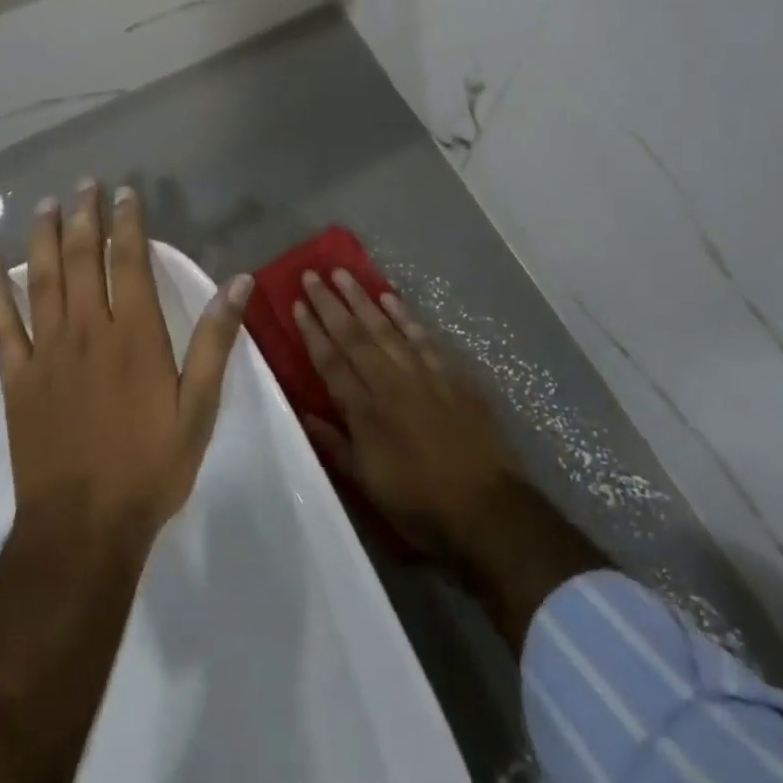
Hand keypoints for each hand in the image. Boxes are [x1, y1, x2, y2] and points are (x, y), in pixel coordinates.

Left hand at [0, 181, 251, 542]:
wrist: (84, 527)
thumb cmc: (150, 466)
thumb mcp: (199, 407)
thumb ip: (216, 341)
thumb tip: (238, 281)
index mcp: (135, 335)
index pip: (128, 261)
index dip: (126, 223)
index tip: (124, 193)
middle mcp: (88, 330)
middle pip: (80, 259)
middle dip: (82, 216)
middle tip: (82, 183)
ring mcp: (47, 352)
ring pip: (41, 279)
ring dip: (42, 237)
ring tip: (44, 203)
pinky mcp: (17, 378)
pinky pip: (1, 324)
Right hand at [293, 270, 520, 563]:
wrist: (486, 508)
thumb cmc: (419, 504)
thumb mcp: (368, 484)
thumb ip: (335, 445)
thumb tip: (305, 413)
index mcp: (365, 411)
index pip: (330, 362)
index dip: (312, 332)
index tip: (297, 304)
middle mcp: (389, 383)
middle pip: (354, 336)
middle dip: (330, 304)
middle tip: (311, 274)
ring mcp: (422, 374)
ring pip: (385, 327)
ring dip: (362, 299)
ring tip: (343, 273)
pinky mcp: (450, 374)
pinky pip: (422, 336)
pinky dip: (404, 315)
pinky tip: (390, 298)